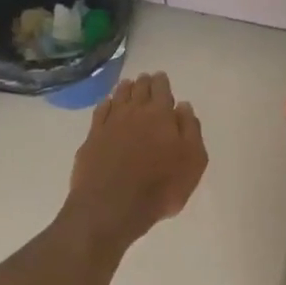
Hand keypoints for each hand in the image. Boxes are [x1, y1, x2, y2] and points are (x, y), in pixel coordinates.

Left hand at [66, 72, 206, 246]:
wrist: (112, 206)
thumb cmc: (161, 187)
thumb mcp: (193, 162)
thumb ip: (191, 131)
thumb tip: (183, 107)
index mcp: (161, 116)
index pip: (162, 90)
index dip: (162, 83)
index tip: (161, 77)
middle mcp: (134, 113)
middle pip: (139, 90)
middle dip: (144, 83)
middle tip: (145, 78)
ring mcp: (109, 124)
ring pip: (118, 98)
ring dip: (124, 90)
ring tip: (127, 85)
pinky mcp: (92, 139)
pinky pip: (100, 113)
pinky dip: (105, 105)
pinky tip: (107, 105)